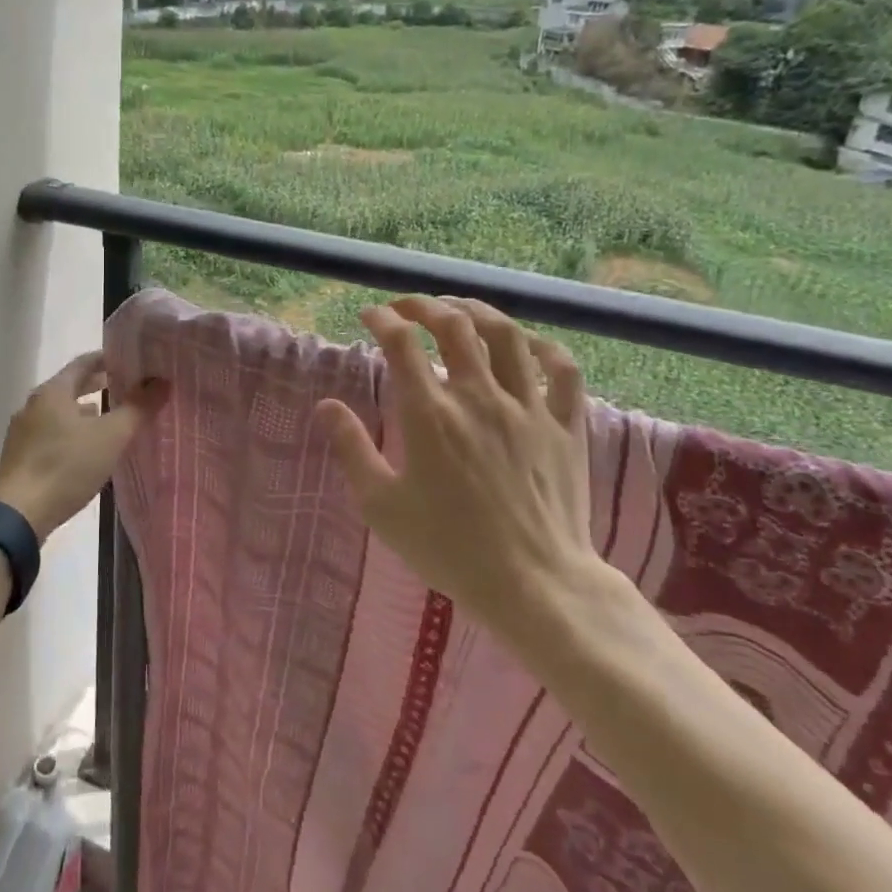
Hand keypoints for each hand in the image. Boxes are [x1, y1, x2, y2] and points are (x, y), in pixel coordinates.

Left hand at [0, 352, 169, 541]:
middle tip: (127, 387)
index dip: (108, 359)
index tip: (132, 361)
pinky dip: (72, 432)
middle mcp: (34, 405)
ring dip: (84, 411)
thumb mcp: (110, 436)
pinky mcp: (21, 457)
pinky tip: (87, 449)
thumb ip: (137, 407)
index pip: (83, 363)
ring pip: (60, 412)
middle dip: (98, 385)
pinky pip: (52, 433)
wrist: (17, 515)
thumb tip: (162, 381)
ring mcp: (23, 432)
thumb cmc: (66, 467)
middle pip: (70, 386)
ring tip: (111, 417)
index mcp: (52, 391)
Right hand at [315, 296, 605, 648]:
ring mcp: (528, 408)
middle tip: (406, 307)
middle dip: (424, 305)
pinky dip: (544, 348)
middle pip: (454, 325)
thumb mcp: (382, 506)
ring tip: (459, 307)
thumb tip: (326, 406)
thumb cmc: (450, 548)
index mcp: (431, 414)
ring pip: (507, 335)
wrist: (535, 586)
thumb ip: (352, 449)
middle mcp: (479, 397)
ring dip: (478, 311)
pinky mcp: (565, 426)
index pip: (401, 343)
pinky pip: (562, 371)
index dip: (382, 319)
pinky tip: (527, 344)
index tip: (369, 315)